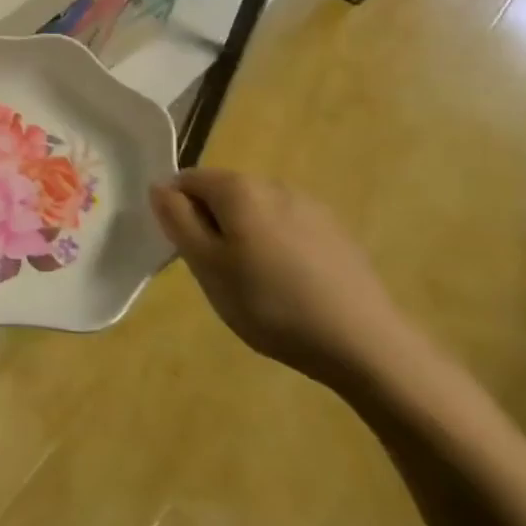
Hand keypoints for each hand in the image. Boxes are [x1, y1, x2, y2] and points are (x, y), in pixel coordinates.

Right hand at [153, 168, 418, 389]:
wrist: (366, 345)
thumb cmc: (270, 303)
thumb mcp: (206, 266)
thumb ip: (177, 220)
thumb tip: (159, 187)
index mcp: (238, 188)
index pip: (186, 180)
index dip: (177, 212)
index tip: (187, 253)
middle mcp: (273, 184)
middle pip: (223, 194)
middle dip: (212, 224)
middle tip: (217, 273)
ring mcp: (311, 208)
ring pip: (257, 213)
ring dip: (245, 237)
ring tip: (255, 285)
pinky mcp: (337, 235)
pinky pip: (289, 230)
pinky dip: (278, 249)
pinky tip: (291, 288)